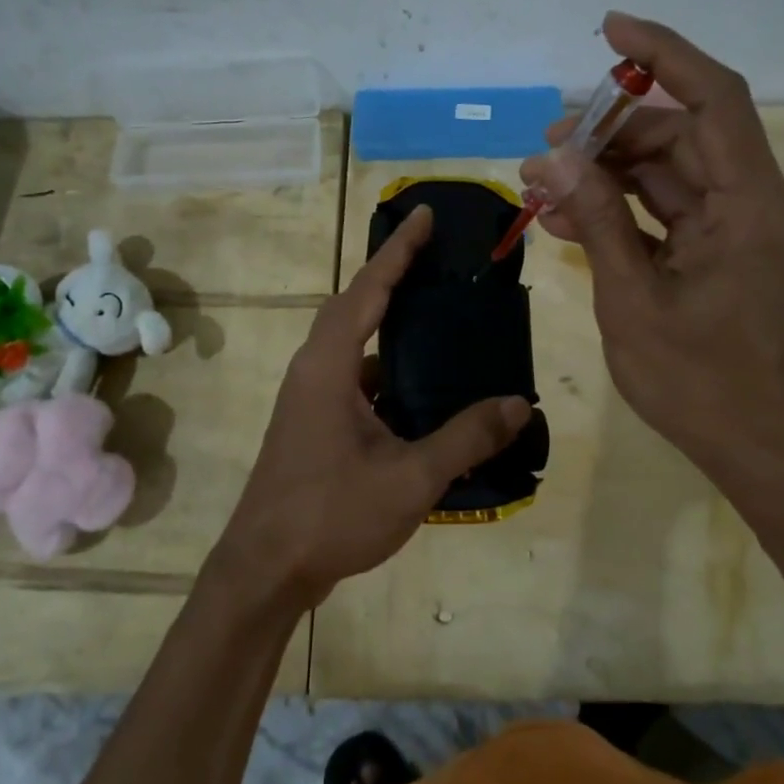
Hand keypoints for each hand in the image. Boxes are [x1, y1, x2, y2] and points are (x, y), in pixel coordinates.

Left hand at [212, 205, 530, 610]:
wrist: (265, 569)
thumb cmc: (331, 515)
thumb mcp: (409, 477)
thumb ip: (465, 438)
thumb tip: (517, 405)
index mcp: (329, 365)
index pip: (368, 289)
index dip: (399, 250)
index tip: (425, 214)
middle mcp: (313, 368)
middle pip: (354, 304)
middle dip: (392, 274)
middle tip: (437, 256)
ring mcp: (308, 396)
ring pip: (351, 340)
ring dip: (386, 319)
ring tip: (436, 311)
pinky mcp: (311, 420)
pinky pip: (351, 372)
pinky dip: (383, 362)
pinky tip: (419, 383)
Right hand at [522, 13, 783, 495]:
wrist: (756, 449)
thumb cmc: (699, 383)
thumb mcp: (633, 299)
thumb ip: (598, 220)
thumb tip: (554, 158)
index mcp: (748, 206)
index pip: (714, 99)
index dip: (664, 53)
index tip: (608, 29)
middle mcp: (750, 204)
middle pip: (681, 136)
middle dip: (610, 132)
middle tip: (545, 145)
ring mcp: (735, 230)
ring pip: (668, 173)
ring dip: (607, 172)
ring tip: (542, 181)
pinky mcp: (718, 254)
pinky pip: (666, 212)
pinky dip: (620, 209)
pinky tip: (566, 216)